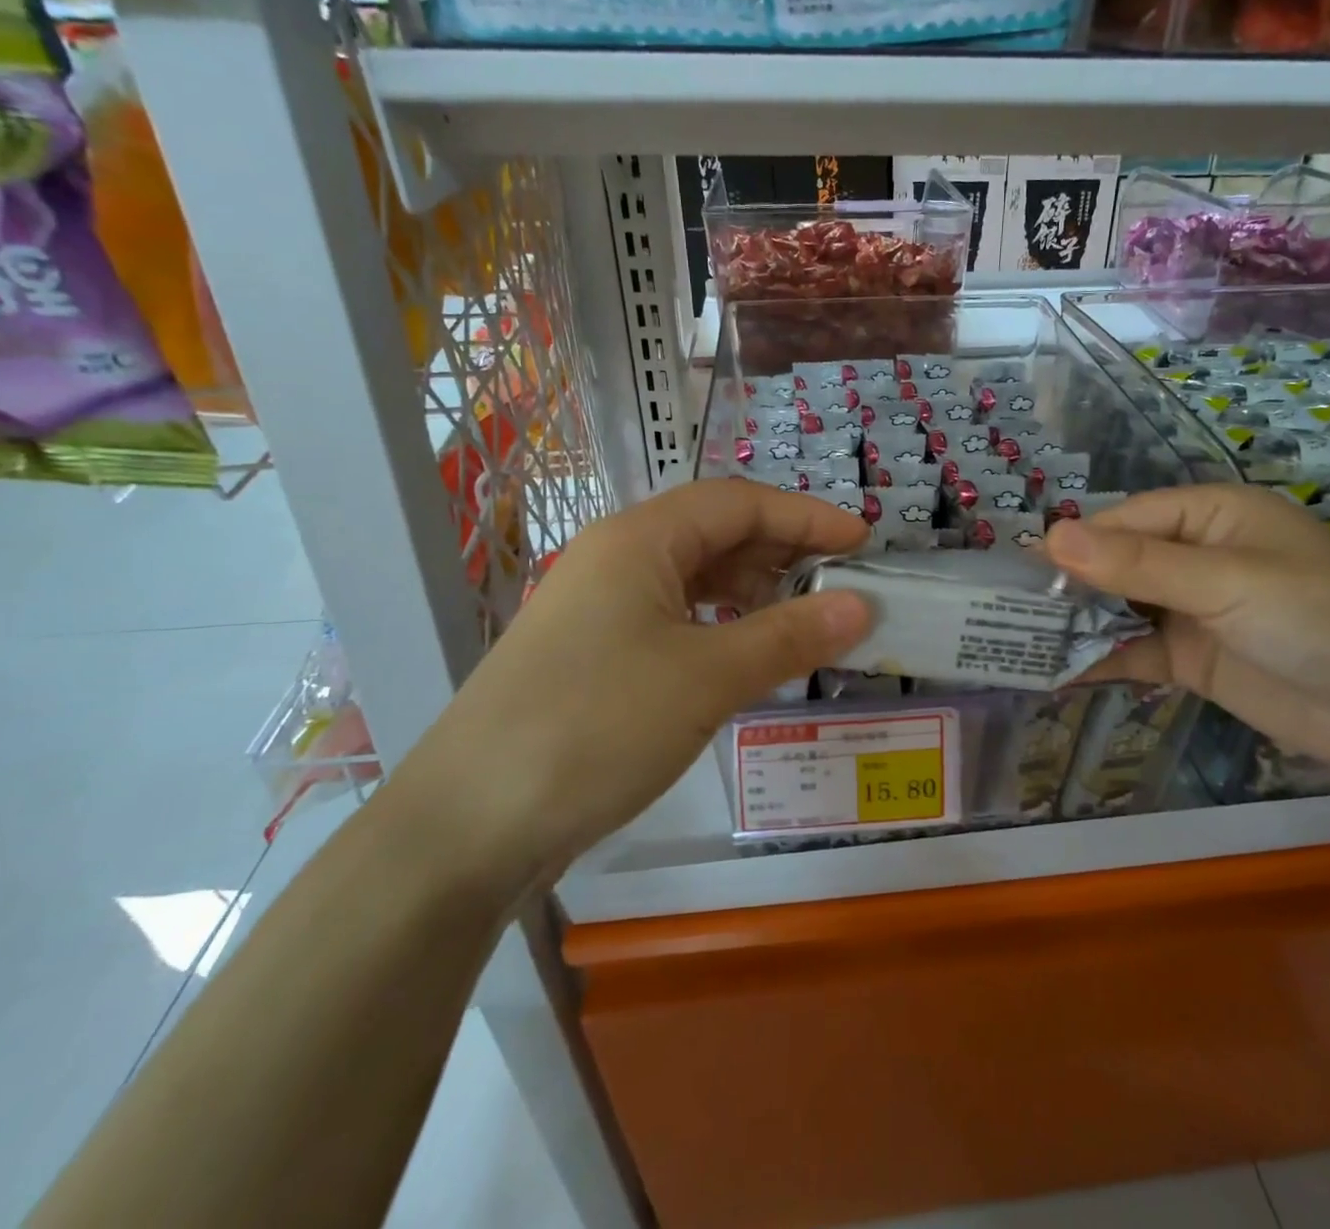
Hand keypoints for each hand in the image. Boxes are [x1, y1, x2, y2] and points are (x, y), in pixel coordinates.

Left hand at [396, 479, 873, 899]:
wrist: (467, 826)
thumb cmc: (594, 727)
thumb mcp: (706, 678)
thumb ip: (789, 637)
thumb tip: (862, 607)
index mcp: (639, 539)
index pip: (739, 503)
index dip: (806, 516)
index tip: (863, 542)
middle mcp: (617, 558)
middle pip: (716, 534)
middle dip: (784, 553)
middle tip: (842, 584)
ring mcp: (601, 608)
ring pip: (695, 579)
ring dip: (754, 593)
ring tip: (806, 622)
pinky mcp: (595, 654)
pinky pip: (675, 620)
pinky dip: (722, 628)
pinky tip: (747, 657)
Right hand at [1045, 484, 1329, 778]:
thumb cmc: (1318, 616)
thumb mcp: (1225, 581)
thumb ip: (1137, 564)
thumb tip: (1050, 538)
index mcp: (1210, 516)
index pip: (1126, 520)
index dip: (1076, 542)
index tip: (1021, 569)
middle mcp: (1196, 557)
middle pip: (1116, 563)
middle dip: (1070, 585)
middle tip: (1008, 608)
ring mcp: (1192, 610)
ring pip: (1119, 609)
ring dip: (1078, 624)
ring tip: (1018, 640)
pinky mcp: (1193, 660)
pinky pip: (1134, 653)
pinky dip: (1100, 661)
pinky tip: (1056, 673)